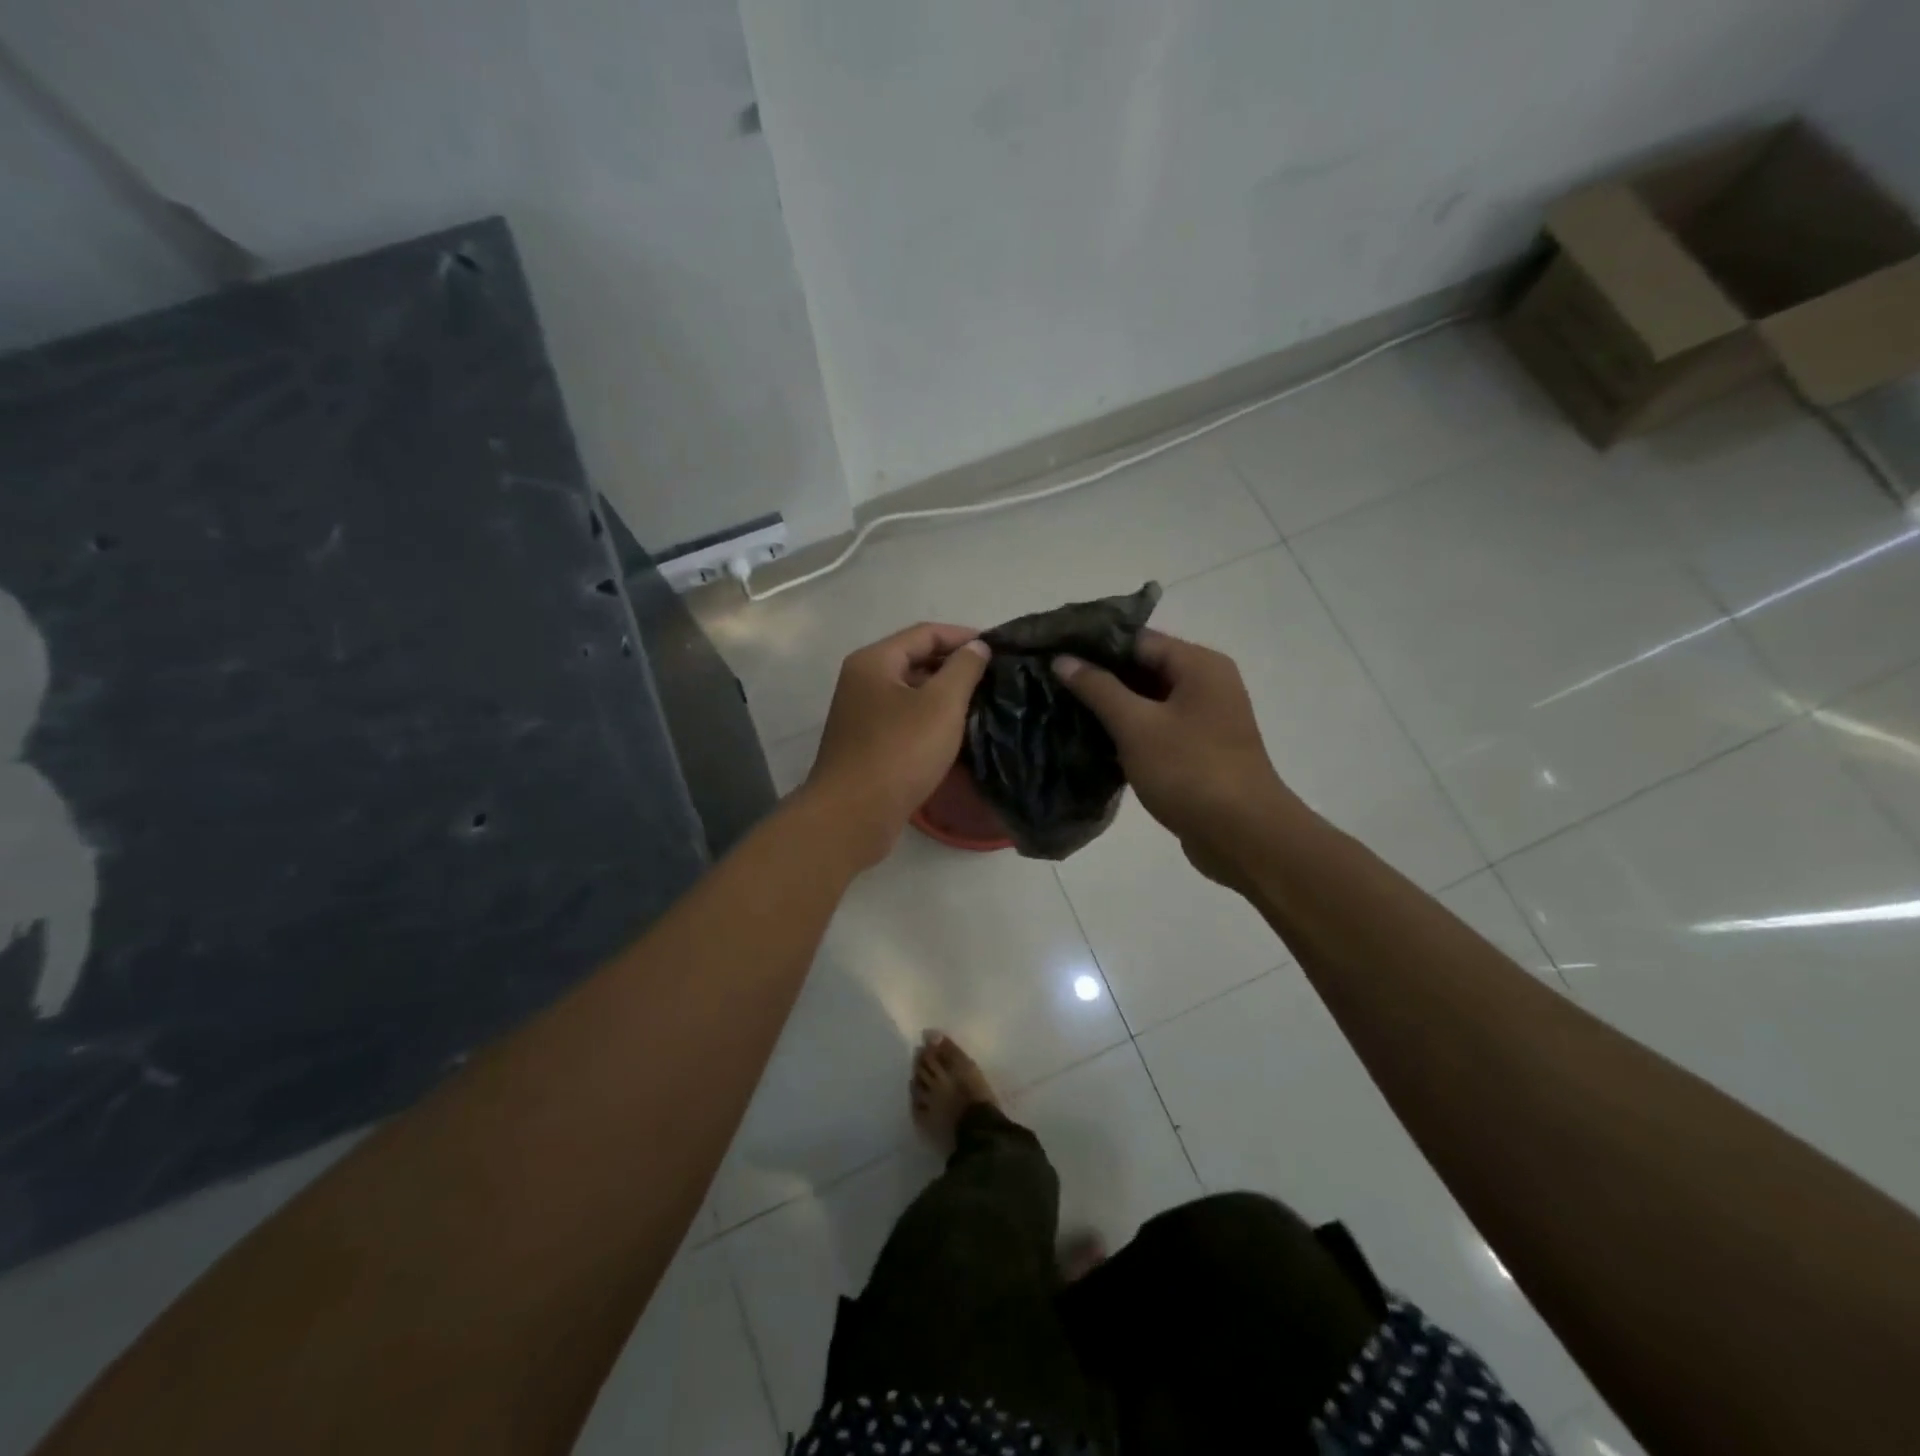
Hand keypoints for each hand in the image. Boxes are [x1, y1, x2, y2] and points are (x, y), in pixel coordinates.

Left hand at [804, 623, 991, 867]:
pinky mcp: (867, 744)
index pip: (925, 633)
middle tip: (994, 679)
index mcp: (874, 661)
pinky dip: (930, 719)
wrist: (853, 815)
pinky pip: (904, 719)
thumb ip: (963, 669)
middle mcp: (862, 681)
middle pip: (915, 660)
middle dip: (955, 666)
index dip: (964, 637)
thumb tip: (977, 646)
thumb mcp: (941, 705)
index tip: (999, 650)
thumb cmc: (899, 752)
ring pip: (911, 693)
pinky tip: (956, 733)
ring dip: (944, 695)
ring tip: (982, 704)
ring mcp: (861, 714)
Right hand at [1054, 630, 1298, 883]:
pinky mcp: (1197, 751)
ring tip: (1061, 708)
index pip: (1137, 639)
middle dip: (1098, 676)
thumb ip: (1098, 689)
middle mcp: (1206, 684)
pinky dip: (1127, 732)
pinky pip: (1155, 729)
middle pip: (1143, 668)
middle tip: (1050, 682)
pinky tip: (1090, 740)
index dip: (1093, 645)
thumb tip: (1063, 659)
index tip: (1052, 652)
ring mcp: (1204, 720)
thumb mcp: (1137, 726)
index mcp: (1198, 665)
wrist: (1243, 836)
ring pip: (1147, 701)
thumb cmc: (1190, 771)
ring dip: (1110, 707)